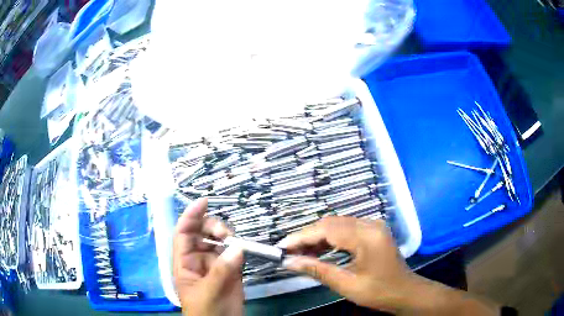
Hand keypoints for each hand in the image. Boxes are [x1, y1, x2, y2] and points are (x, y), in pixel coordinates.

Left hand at [173, 198, 244, 315]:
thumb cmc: (206, 312)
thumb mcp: (208, 293)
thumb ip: (221, 271)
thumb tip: (237, 247)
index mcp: (185, 263)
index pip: (183, 234)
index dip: (190, 216)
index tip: (204, 202)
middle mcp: (199, 260)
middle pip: (201, 233)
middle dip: (212, 227)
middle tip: (225, 233)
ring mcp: (215, 265)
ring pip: (219, 242)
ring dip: (227, 237)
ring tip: (236, 244)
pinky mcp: (231, 271)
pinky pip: (234, 254)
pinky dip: (239, 249)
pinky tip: (243, 250)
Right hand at [278, 216, 415, 313]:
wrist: (405, 292)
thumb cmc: (379, 291)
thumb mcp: (347, 284)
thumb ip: (317, 270)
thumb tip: (289, 262)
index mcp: (367, 236)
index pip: (327, 230)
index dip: (301, 237)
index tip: (282, 247)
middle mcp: (370, 224)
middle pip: (331, 223)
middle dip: (307, 236)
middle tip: (289, 252)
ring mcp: (372, 225)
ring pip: (336, 225)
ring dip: (317, 237)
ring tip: (300, 253)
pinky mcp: (372, 231)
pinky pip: (345, 229)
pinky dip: (329, 239)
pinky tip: (318, 251)